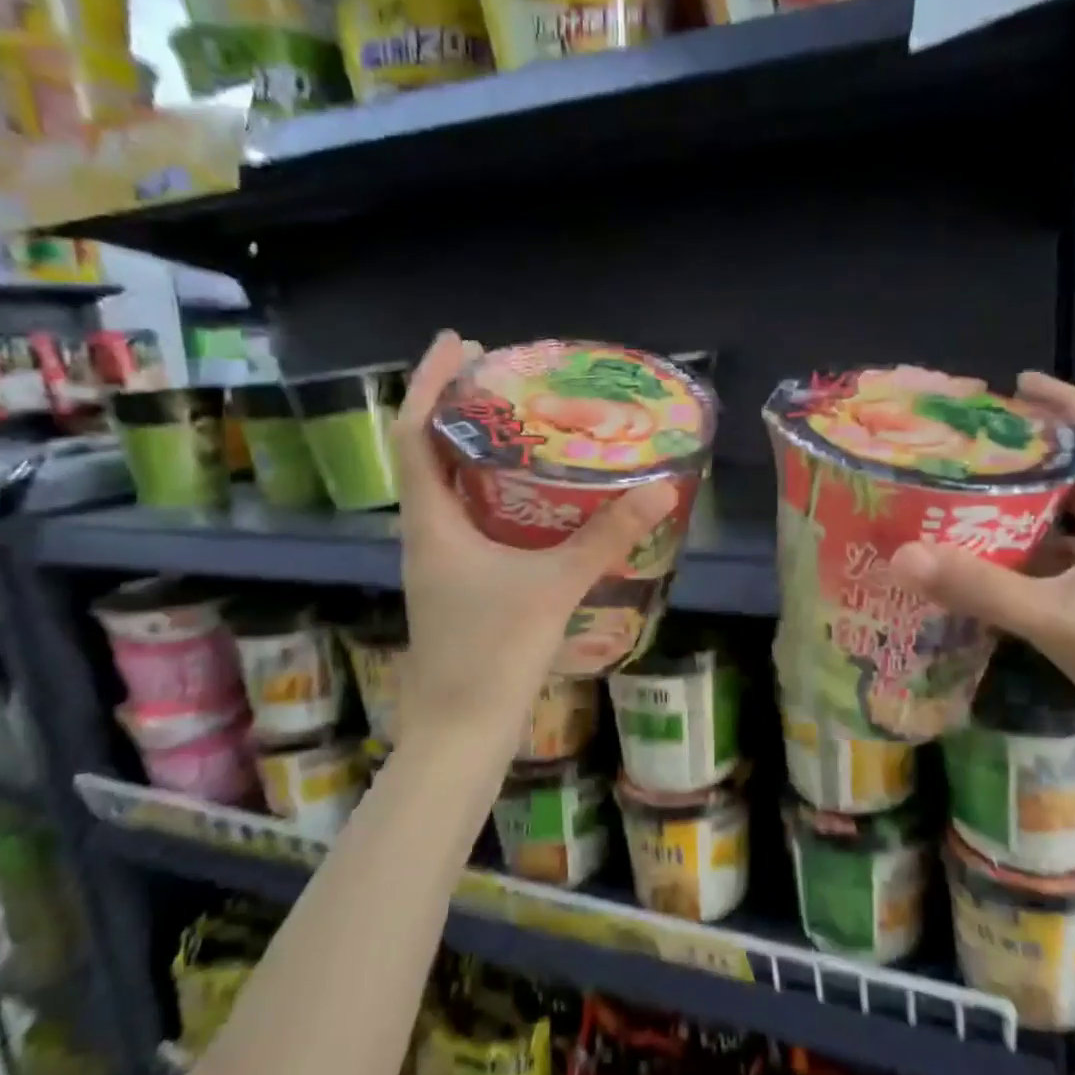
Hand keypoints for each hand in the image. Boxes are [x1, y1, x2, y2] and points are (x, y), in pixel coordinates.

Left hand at [390, 332, 677, 750]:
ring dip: (475, 447)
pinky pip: (471, 516)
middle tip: (502, 374)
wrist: (461, 731)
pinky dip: (493, 488)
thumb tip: (661, 488)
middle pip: (429, 451)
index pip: (413, 434)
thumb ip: (606, 536)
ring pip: (450, 486)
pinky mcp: (461, 581)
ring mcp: (442, 560)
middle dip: (458, 407)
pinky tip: (532, 493)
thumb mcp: (554, 586)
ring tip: (520, 421)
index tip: (460, 343)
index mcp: (431, 522)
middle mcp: (427, 533)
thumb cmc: (492, 653)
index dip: (430, 383)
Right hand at [888, 373, 1074, 791]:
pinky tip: (986, 570)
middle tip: (971, 449)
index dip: (1067, 402)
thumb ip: (982, 587)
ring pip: (1073, 525)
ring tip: (966, 500)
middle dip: (1033, 454)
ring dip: (1026, 509)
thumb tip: (902, 554)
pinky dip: (1027, 559)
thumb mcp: (1063, 622)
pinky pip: (1065, 568)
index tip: (1015, 386)